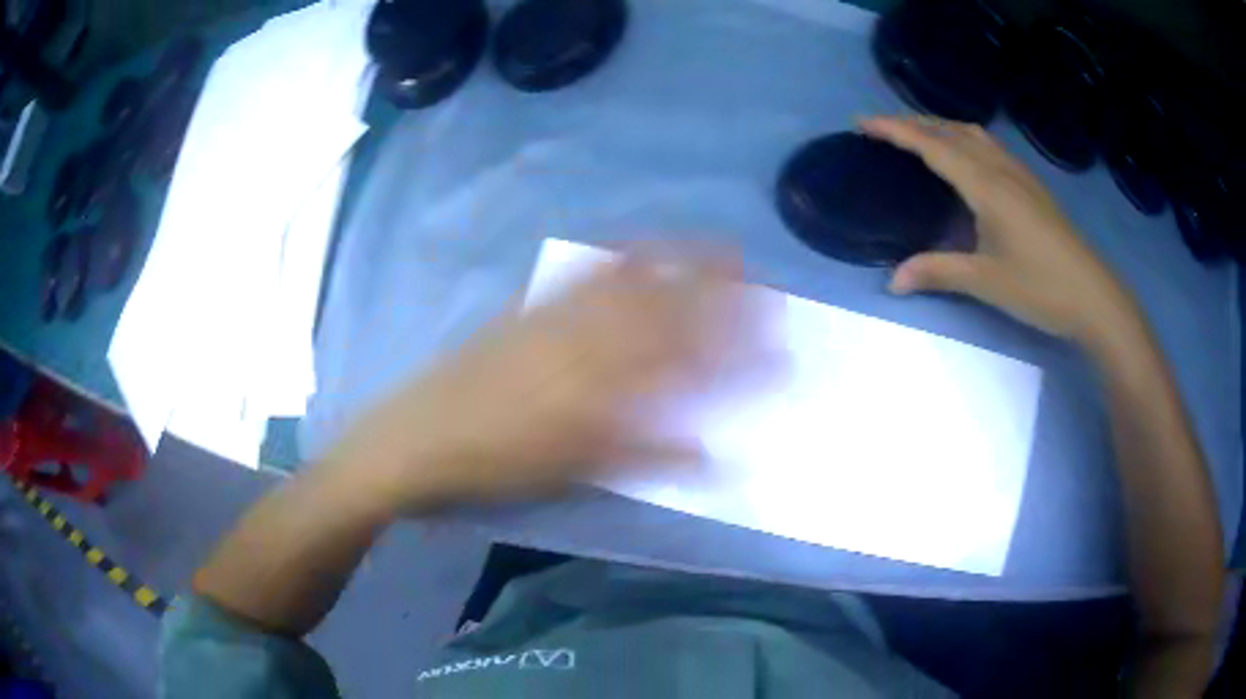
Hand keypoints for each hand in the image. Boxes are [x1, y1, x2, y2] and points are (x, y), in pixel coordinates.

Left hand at [329, 252, 772, 510]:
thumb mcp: (575, 471)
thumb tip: (716, 454)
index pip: (689, 363)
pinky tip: (640, 244)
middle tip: (762, 281)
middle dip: (721, 294)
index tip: (775, 344)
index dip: (736, 352)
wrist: (417, 436)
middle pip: (668, 311)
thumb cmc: (495, 464)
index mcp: (605, 389)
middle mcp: (589, 342)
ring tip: (721, 249)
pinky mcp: (531, 308)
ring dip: (682, 263)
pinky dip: (622, 256)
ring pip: (634, 284)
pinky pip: (584, 274)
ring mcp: (557, 317)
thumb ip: (649, 457)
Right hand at [860, 116, 1139, 342]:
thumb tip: (892, 282)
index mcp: (985, 185)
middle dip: (913, 122)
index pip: (932, 146)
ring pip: (973, 134)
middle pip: (951, 131)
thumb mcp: (986, 282)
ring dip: (941, 127)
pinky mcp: (1032, 187)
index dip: (895, 130)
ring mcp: (1020, 175)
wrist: (1093, 297)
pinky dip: (965, 139)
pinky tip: (966, 157)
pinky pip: (990, 147)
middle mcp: (1000, 169)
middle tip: (882, 128)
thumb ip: (937, 272)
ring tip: (919, 135)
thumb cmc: (1041, 287)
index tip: (862, 121)